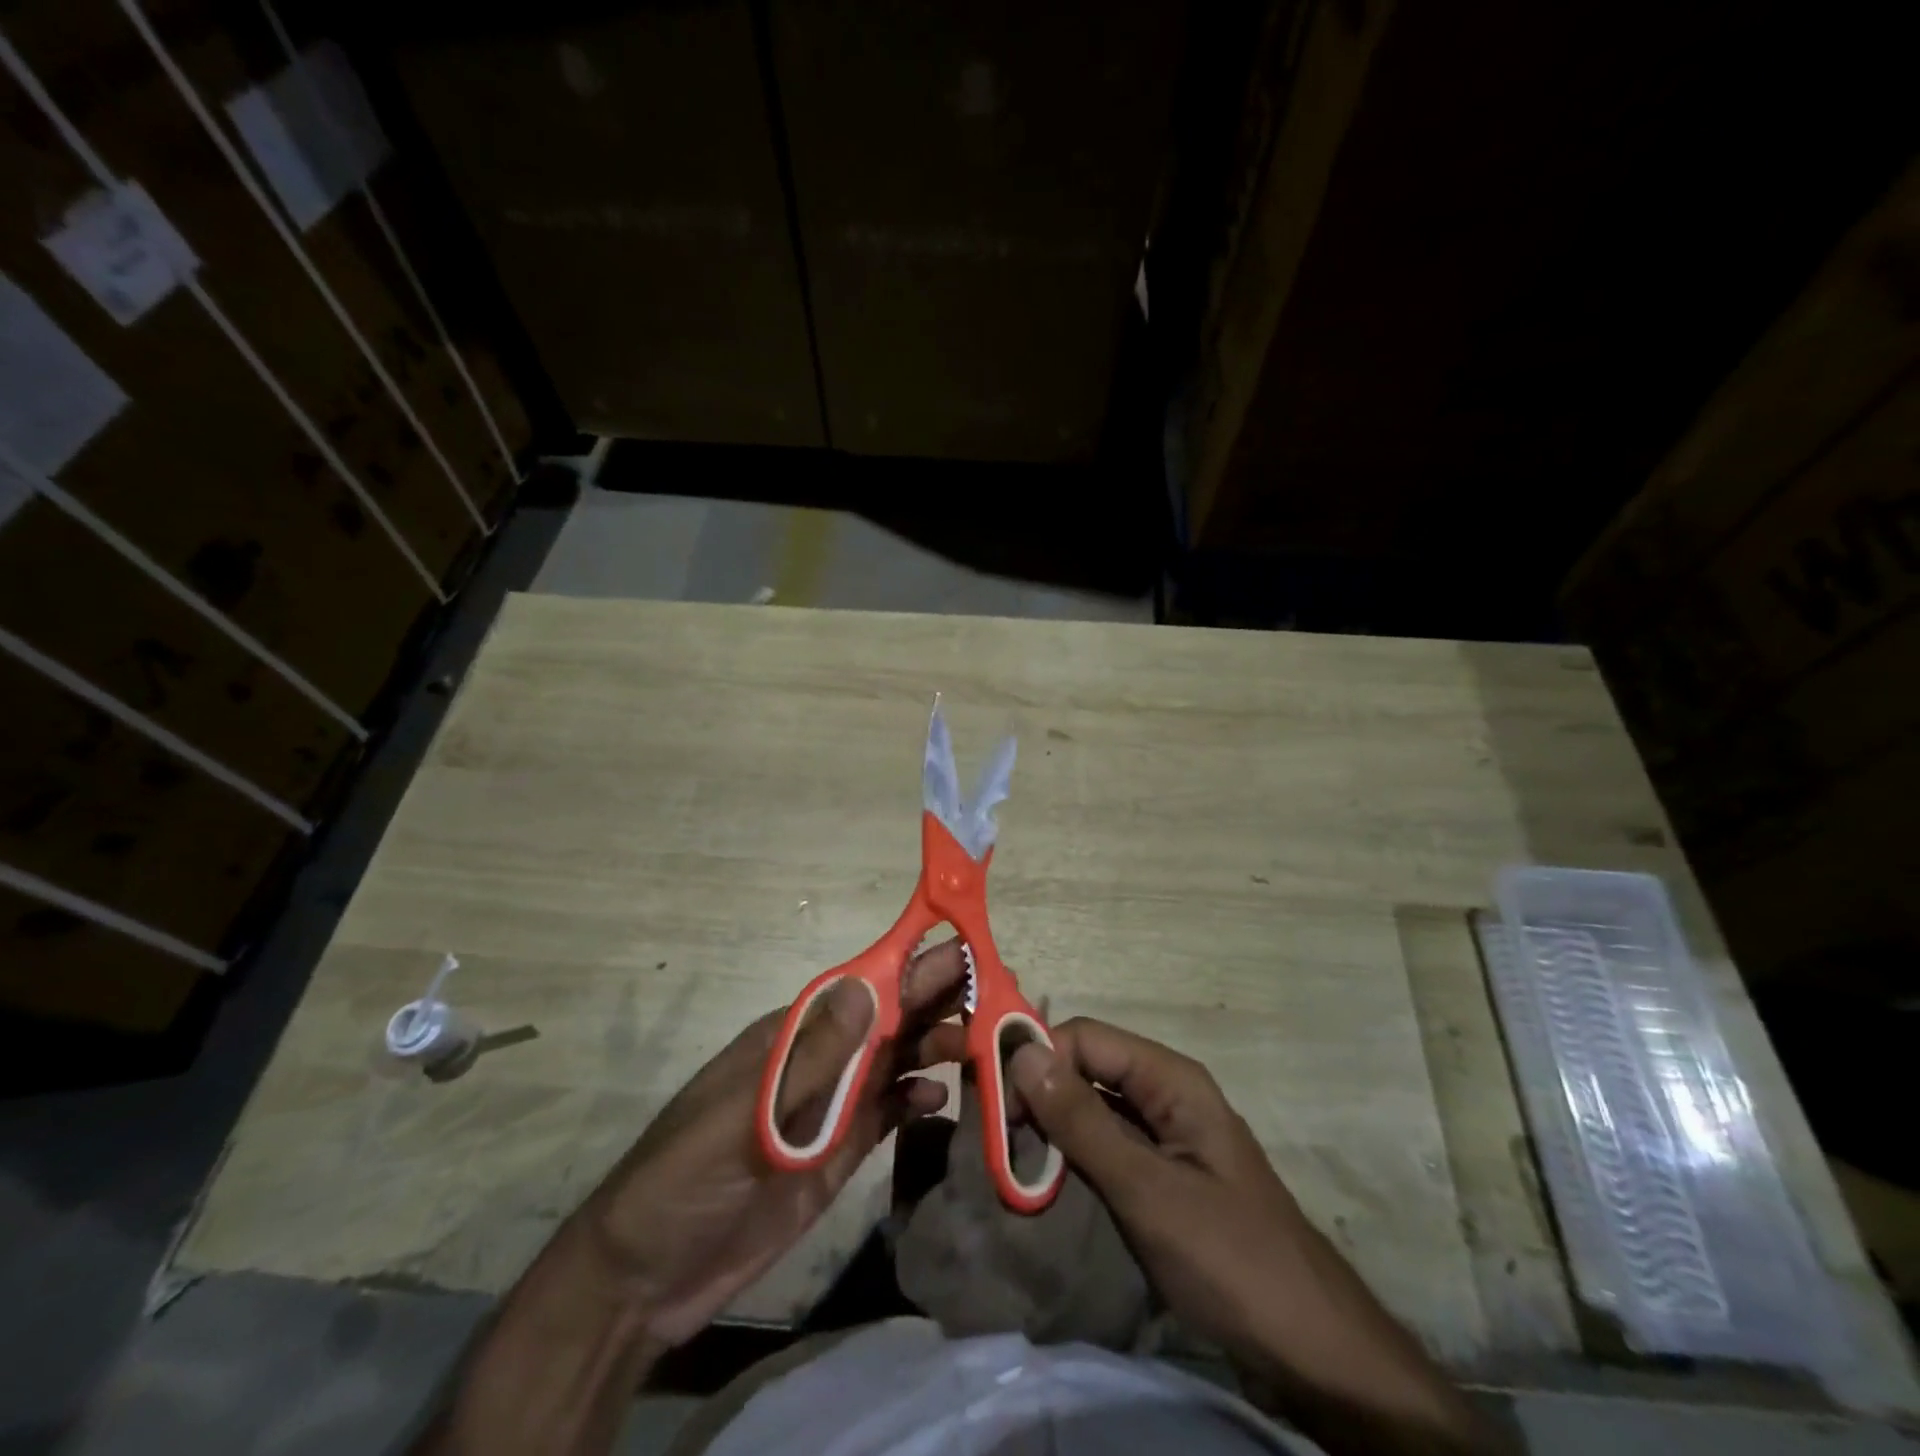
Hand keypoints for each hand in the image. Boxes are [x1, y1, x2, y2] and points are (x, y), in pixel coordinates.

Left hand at [582, 941, 965, 1343]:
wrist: (645, 1279)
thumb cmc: (687, 1177)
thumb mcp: (747, 1114)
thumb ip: (814, 1057)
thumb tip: (870, 984)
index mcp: (793, 1036)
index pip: (862, 988)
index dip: (911, 967)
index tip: (964, 950)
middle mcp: (819, 1060)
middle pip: (887, 1019)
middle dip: (936, 1000)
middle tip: (996, 990)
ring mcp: (830, 1106)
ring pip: (894, 1060)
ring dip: (935, 1044)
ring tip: (982, 1041)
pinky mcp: (837, 1151)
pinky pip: (887, 1112)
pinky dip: (915, 1099)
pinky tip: (942, 1098)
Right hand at [978, 1018, 1495, 1455]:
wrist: (1314, 1350)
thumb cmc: (1231, 1260)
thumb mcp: (1148, 1191)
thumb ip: (1083, 1122)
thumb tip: (1021, 1054)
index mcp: (1171, 1079)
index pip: (1085, 1037)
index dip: (1039, 1059)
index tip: (999, 1107)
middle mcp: (1167, 1091)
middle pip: (1088, 1065)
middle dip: (1041, 1090)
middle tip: (1002, 1138)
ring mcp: (1167, 1131)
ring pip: (1093, 1103)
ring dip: (1054, 1122)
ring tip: (1016, 1158)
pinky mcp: (1164, 1169)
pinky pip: (1108, 1140)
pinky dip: (1075, 1150)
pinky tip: (1050, 1175)